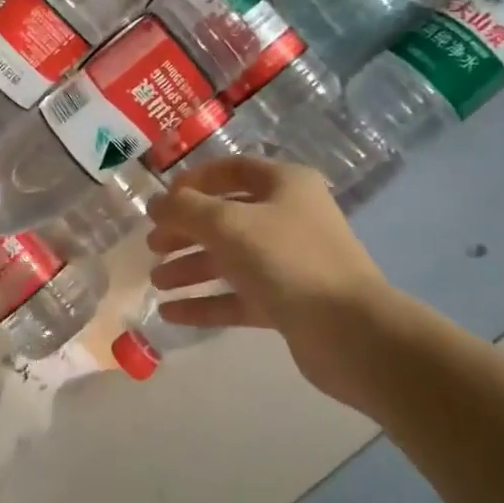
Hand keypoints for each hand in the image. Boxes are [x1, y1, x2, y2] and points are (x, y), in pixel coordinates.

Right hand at [147, 157, 394, 400]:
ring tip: (156, 282)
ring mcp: (290, 261)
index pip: (231, 170)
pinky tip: (171, 313)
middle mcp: (289, 216)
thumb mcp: (228, 225)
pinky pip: (238, 296)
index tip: (161, 202)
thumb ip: (185, 210)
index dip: (193, 182)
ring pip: (231, 258)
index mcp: (284, 184)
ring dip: (191, 267)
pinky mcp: (289, 301)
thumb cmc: (287, 260)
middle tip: (152, 246)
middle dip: (186, 230)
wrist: (351, 332)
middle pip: (226, 217)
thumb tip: (155, 202)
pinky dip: (206, 302)